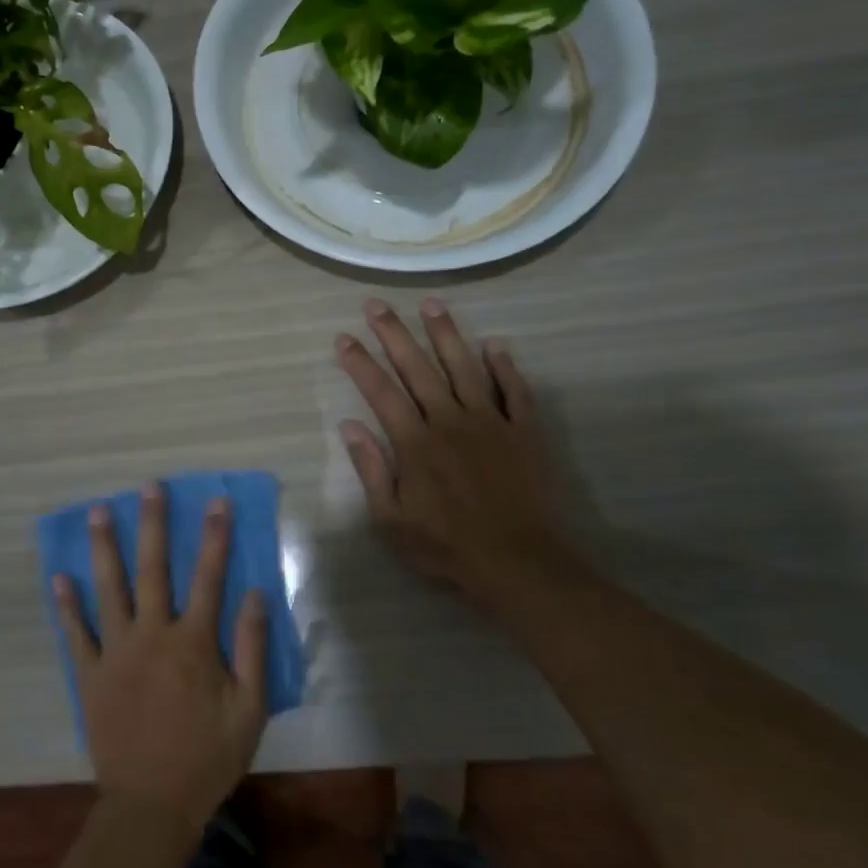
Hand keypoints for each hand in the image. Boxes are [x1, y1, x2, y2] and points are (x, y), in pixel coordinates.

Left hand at [53, 484, 269, 834]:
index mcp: (193, 643)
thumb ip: (252, 649)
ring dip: (104, 548)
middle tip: (149, 487)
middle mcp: (152, 635)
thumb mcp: (248, 710)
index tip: (216, 501)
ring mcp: (116, 653)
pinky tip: (59, 577)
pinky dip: (67, 606)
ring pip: (109, 589)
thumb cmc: (207, 758)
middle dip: (152, 524)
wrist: (152, 807)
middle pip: (153, 569)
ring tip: (97, 512)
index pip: (208, 577)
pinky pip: (76, 634)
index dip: (215, 537)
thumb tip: (256, 594)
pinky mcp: (90, 675)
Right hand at [336, 299, 573, 606]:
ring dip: (446, 334)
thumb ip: (371, 469)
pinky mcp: (523, 432)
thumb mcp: (391, 519)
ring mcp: (490, 423)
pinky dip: (505, 367)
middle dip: (393, 334)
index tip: (343, 338)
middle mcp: (450, 421)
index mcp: (415, 443)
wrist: (517, 562)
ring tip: (431, 305)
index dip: (359, 363)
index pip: (381, 392)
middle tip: (376, 305)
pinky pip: (515, 392)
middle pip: (417, 368)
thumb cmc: (446, 546)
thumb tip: (349, 426)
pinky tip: (495, 345)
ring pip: (465, 368)